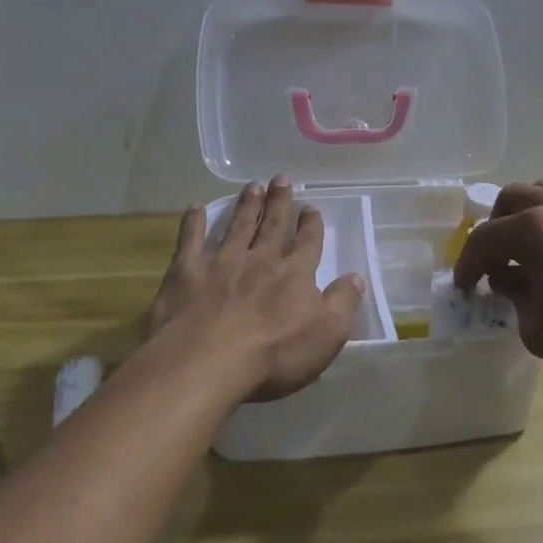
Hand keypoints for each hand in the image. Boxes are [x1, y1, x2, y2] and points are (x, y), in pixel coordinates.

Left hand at [144, 177, 364, 401]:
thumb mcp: (326, 333)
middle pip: (273, 224)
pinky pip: (191, 239)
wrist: (206, 363)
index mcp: (294, 273)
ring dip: (246, 205)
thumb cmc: (273, 354)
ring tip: (252, 186)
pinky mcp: (186, 272)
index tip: (311, 208)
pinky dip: (194, 221)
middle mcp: (260, 258)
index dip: (311, 224)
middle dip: (279, 201)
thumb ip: (343, 301)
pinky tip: (195, 206)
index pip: (307, 242)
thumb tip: (356, 276)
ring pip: (238, 225)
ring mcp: (221, 262)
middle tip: (280, 179)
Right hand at [453, 180, 542, 391]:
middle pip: (513, 199)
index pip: (485, 238)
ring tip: (531, 250)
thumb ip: (514, 296)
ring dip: (528, 216)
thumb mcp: (538, 328)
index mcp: (535, 229)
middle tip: (496, 261)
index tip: (465, 286)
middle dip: (496, 228)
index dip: (467, 264)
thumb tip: (510, 278)